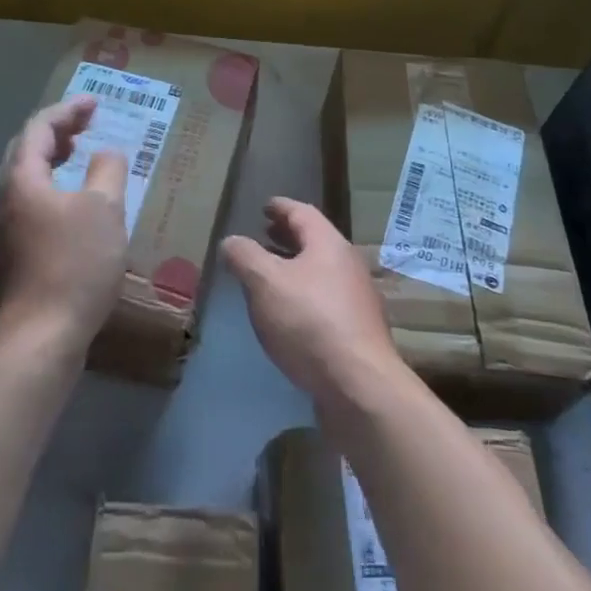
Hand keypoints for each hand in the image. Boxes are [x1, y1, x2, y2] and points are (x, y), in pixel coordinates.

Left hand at [0, 95, 129, 354]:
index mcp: (23, 179)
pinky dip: (52, 185)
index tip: (95, 103)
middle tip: (86, 123)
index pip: (39, 128)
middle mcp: (6, 197)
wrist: (42, 336)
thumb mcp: (104, 210)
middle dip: (56, 130)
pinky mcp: (14, 251)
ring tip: (79, 153)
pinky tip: (73, 201)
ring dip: (52, 158)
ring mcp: (6, 227)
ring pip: (25, 177)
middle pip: (25, 149)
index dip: (67, 110)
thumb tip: (106, 154)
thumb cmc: (75, 264)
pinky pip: (30, 200)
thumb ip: (108, 171)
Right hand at [221, 198, 402, 403]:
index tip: (265, 206)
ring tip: (270, 274)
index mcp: (328, 244)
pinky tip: (288, 313)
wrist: (359, 385)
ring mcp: (357, 298)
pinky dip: (303, 293)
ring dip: (295, 266)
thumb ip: (244, 257)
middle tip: (265, 234)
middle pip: (315, 240)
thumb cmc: (309, 322)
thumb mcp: (265, 283)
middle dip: (288, 236)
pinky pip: (325, 298)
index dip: (281, 207)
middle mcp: (347, 264)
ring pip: (320, 271)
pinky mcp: (357, 330)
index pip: (302, 213)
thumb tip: (231, 241)